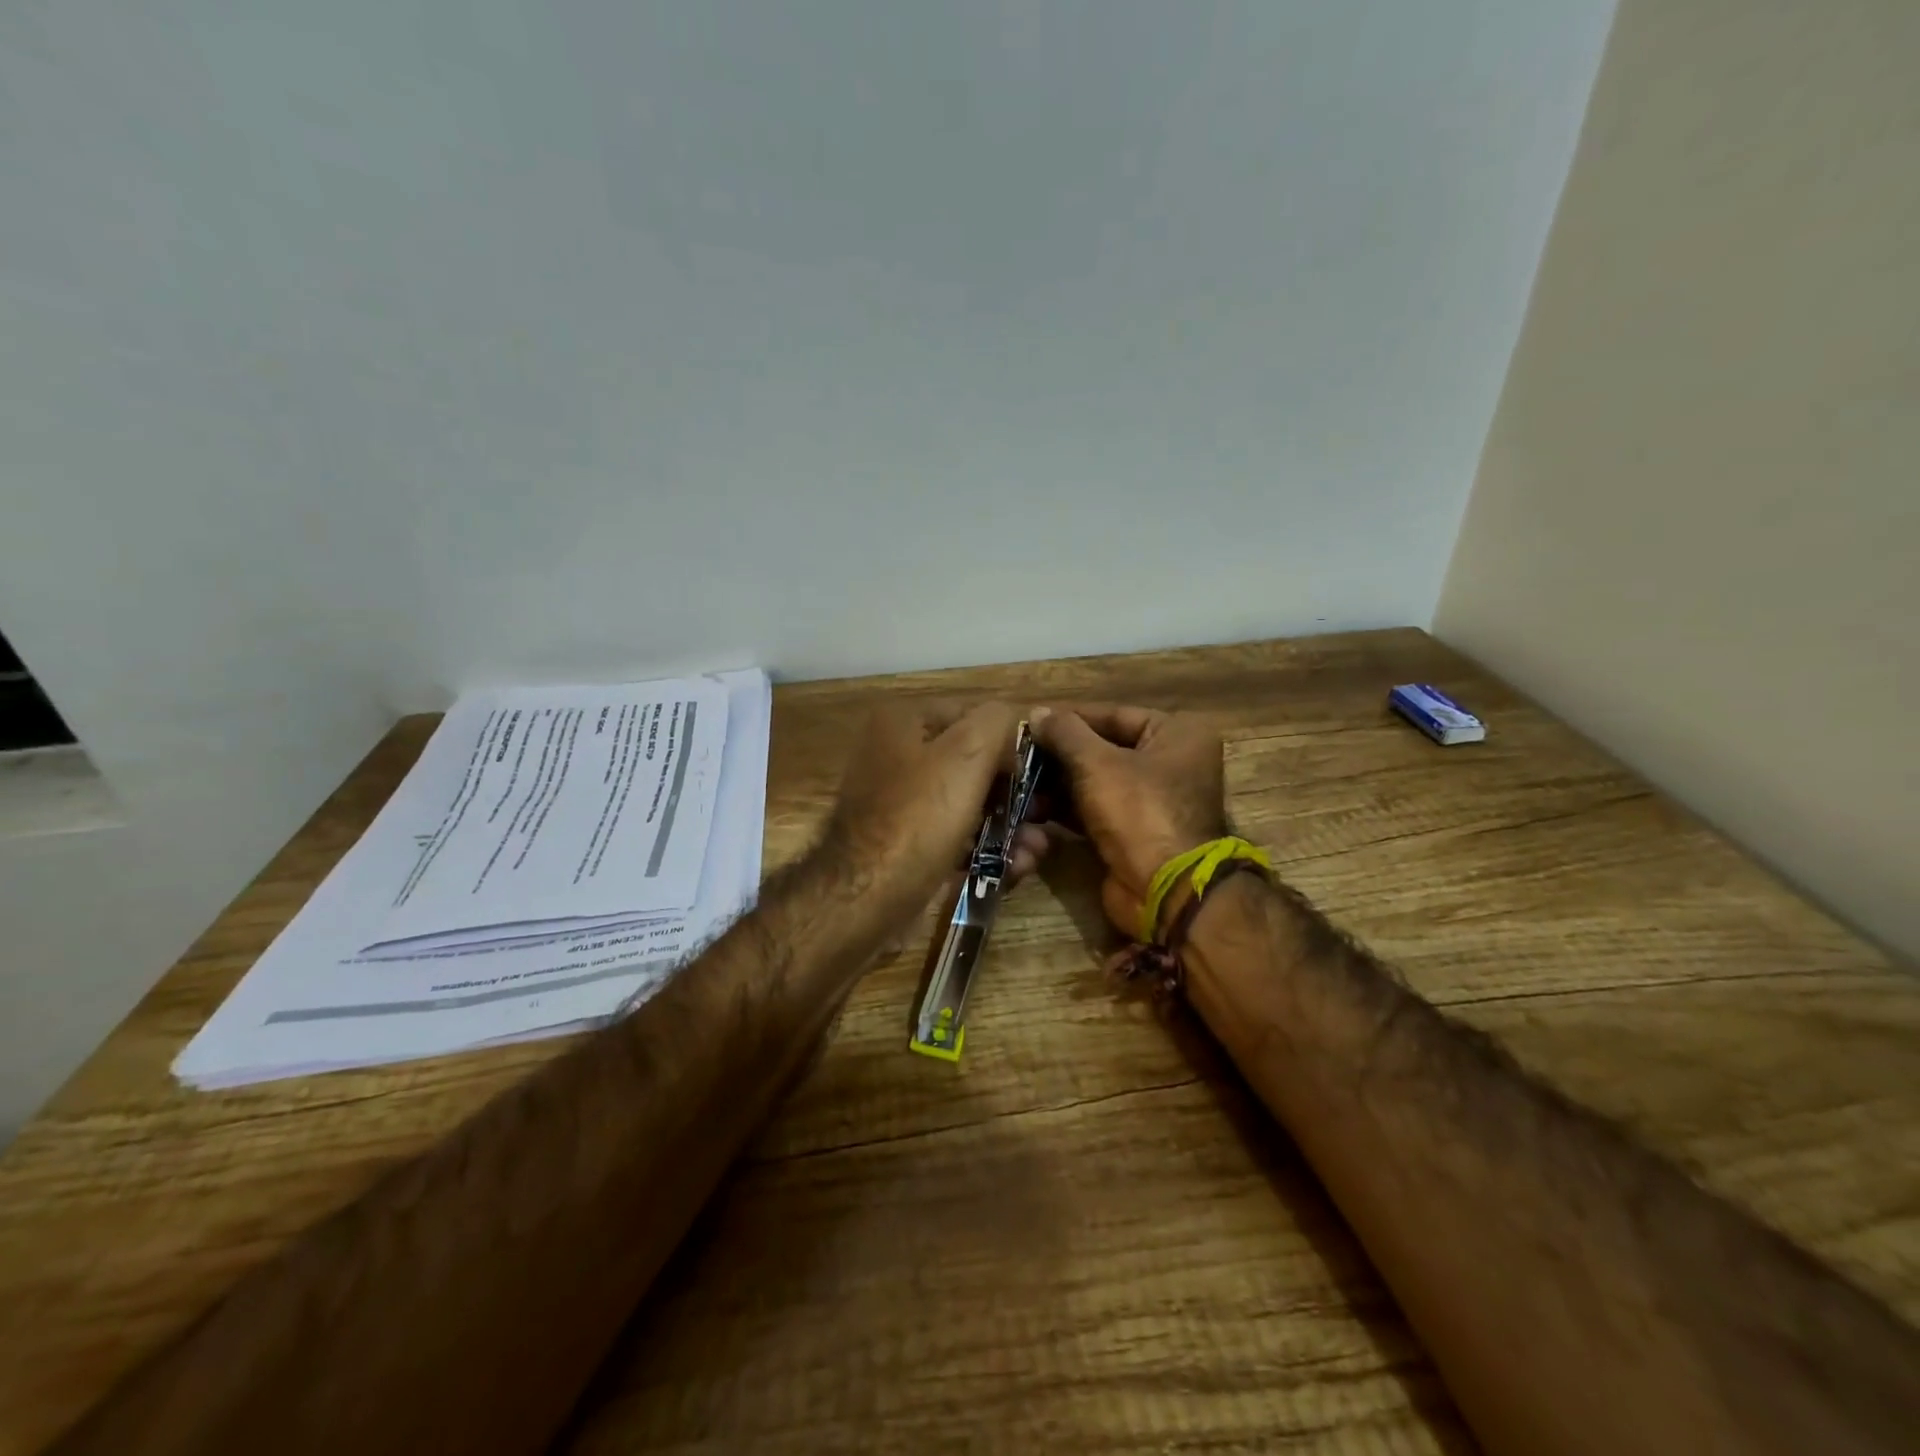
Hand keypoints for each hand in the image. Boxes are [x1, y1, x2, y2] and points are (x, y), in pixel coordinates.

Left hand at [825, 700, 1049, 919]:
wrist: (864, 899)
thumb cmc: (918, 818)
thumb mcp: (966, 754)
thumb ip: (997, 722)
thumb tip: (1015, 722)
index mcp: (904, 722)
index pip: (973, 715)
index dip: (1011, 741)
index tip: (1040, 773)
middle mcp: (898, 756)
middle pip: (974, 764)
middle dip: (1015, 792)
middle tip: (1045, 815)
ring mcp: (900, 804)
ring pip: (969, 805)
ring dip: (1008, 825)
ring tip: (1036, 850)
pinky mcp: (907, 845)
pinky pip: (955, 837)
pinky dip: (985, 848)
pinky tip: (1016, 867)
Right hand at [1029, 704, 1226, 937]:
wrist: (1164, 890)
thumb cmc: (1139, 812)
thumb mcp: (1097, 763)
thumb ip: (1065, 733)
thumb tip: (1037, 713)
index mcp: (1177, 734)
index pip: (1114, 714)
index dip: (1069, 718)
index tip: (1030, 721)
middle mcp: (1170, 762)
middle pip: (1104, 748)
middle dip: (1060, 754)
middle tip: (1019, 754)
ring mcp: (1152, 801)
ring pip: (1096, 781)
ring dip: (1058, 783)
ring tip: (1019, 781)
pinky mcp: (1134, 832)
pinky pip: (1096, 809)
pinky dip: (1067, 808)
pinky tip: (1033, 806)